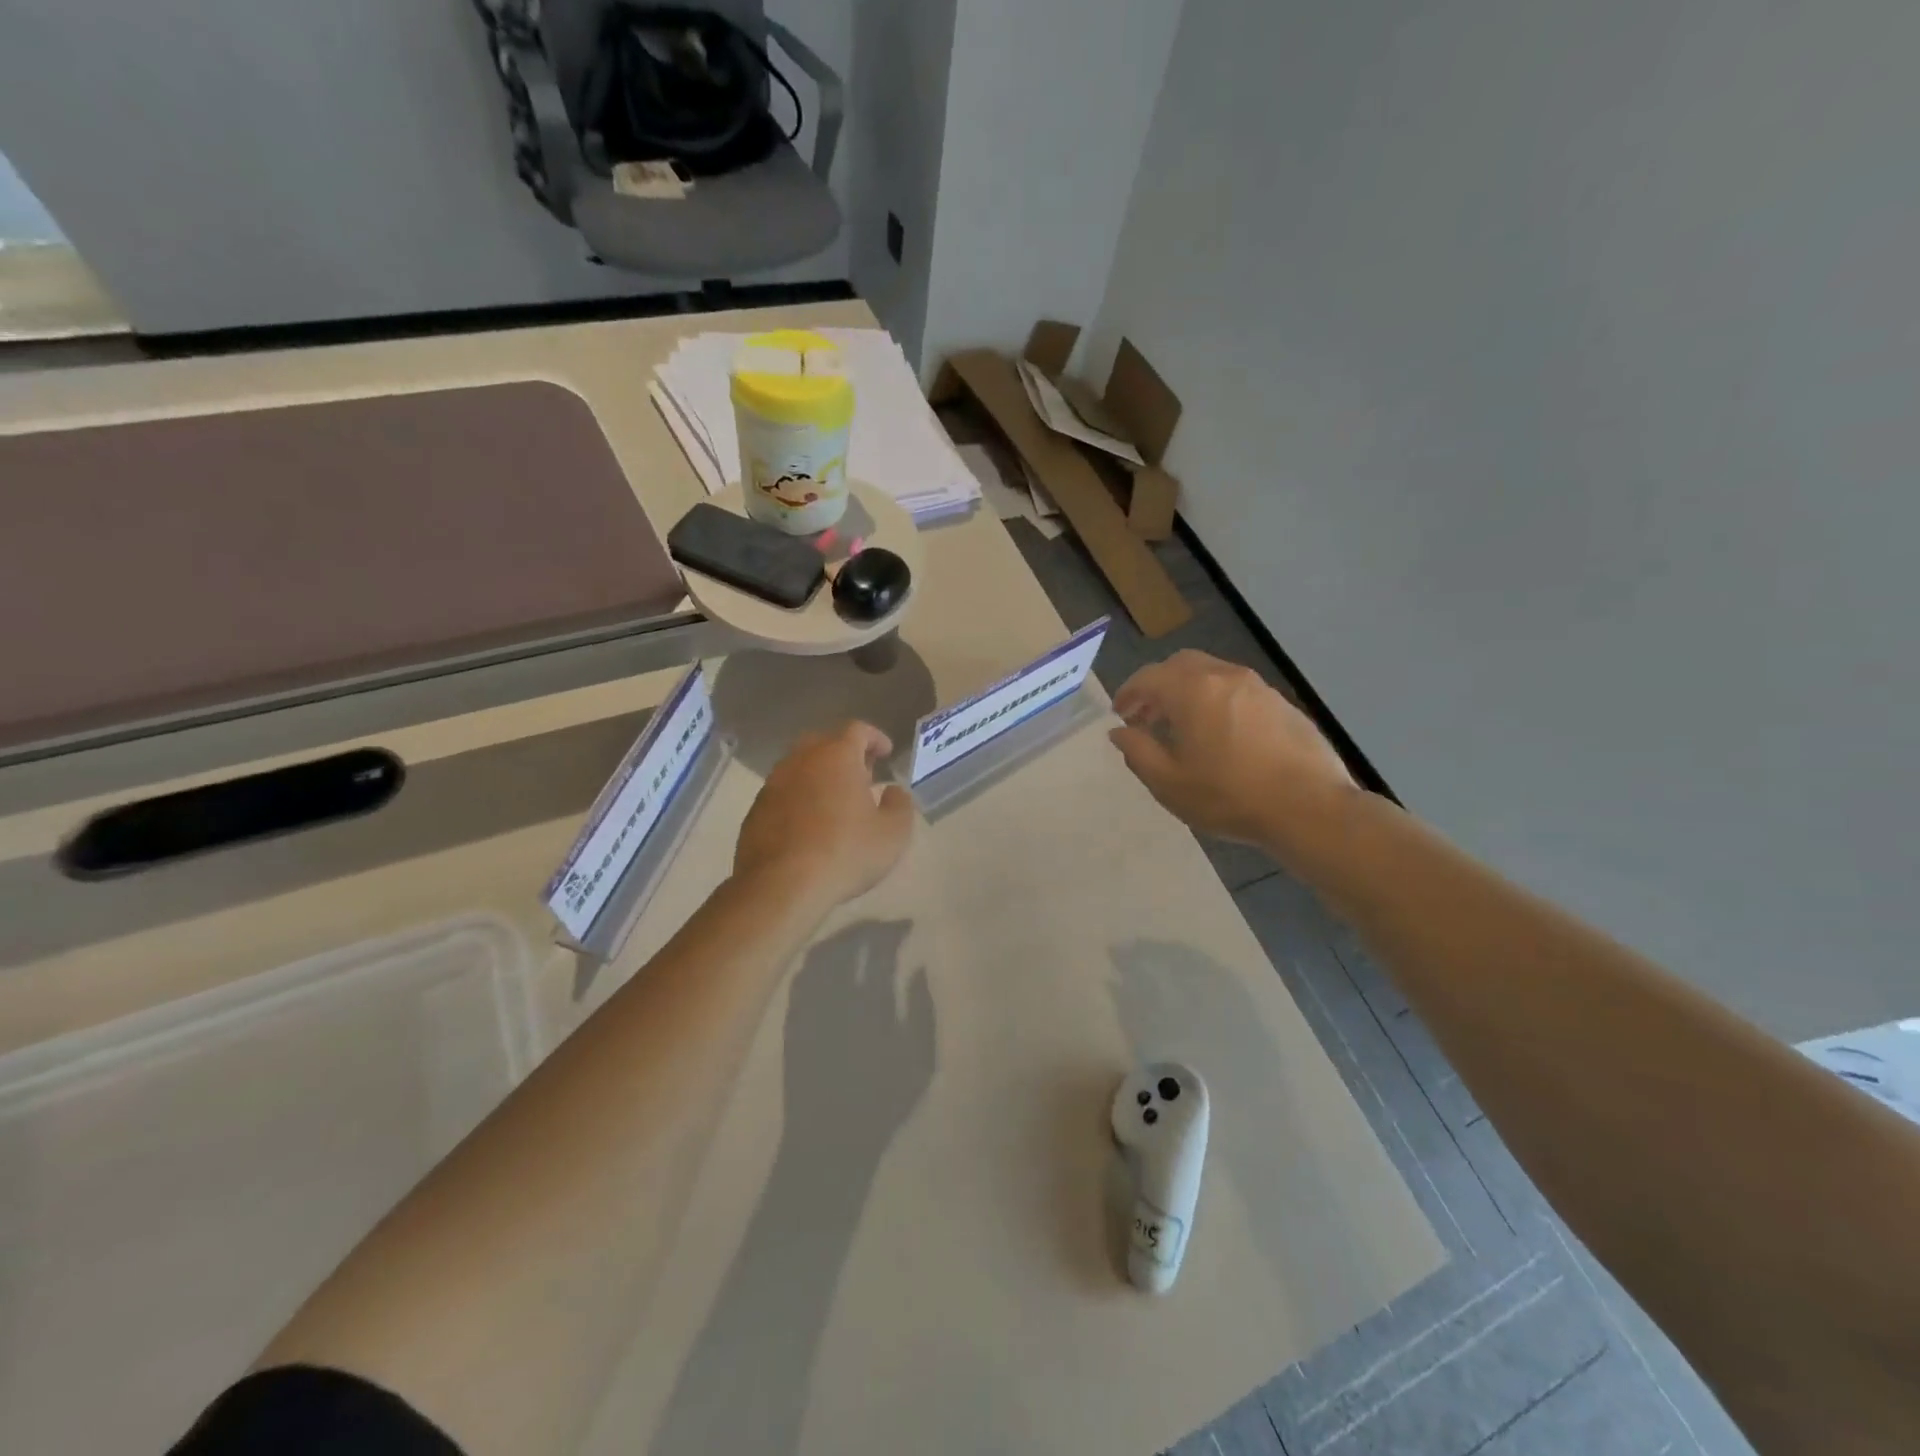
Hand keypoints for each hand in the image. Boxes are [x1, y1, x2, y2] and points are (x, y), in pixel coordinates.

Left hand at [734, 722, 914, 909]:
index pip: (857, 729)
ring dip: (819, 776)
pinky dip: (799, 798)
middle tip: (861, 775)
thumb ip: (899, 805)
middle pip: (824, 742)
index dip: (874, 738)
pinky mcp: (756, 809)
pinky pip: (783, 792)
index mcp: (837, 756)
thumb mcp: (893, 833)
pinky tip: (809, 824)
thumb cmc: (845, 852)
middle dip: (845, 753)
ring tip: (835, 801)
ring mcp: (774, 783)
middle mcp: (801, 760)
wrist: (781, 885)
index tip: (886, 753)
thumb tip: (893, 791)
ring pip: (800, 766)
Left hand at [783, 921, 934, 1155]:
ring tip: (857, 939)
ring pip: (821, 952)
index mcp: (872, 1001)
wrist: (827, 1141)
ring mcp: (809, 1005)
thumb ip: (922, 1010)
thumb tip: (917, 968)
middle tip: (884, 929)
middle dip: (869, 928)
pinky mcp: (791, 1019)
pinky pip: (801, 975)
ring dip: (840, 938)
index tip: (906, 927)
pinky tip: (828, 962)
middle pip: (849, 942)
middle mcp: (837, 995)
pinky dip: (817, 959)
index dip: (894, 931)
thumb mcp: (920, 1061)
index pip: (881, 948)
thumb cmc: (883, 1104)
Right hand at [1109, 651, 1355, 859]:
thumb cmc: (1229, 796)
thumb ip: (1137, 751)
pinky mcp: (1282, 704)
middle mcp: (1224, 677)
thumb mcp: (1168, 782)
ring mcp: (1258, 687)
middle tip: (1147, 716)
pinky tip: (1220, 735)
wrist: (1308, 808)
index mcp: (1192, 690)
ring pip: (1212, 675)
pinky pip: (1238, 691)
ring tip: (1182, 727)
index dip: (1128, 693)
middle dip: (1158, 686)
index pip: (1148, 677)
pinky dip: (1217, 701)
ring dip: (1188, 692)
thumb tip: (1120, 731)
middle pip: (1181, 665)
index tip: (1120, 714)